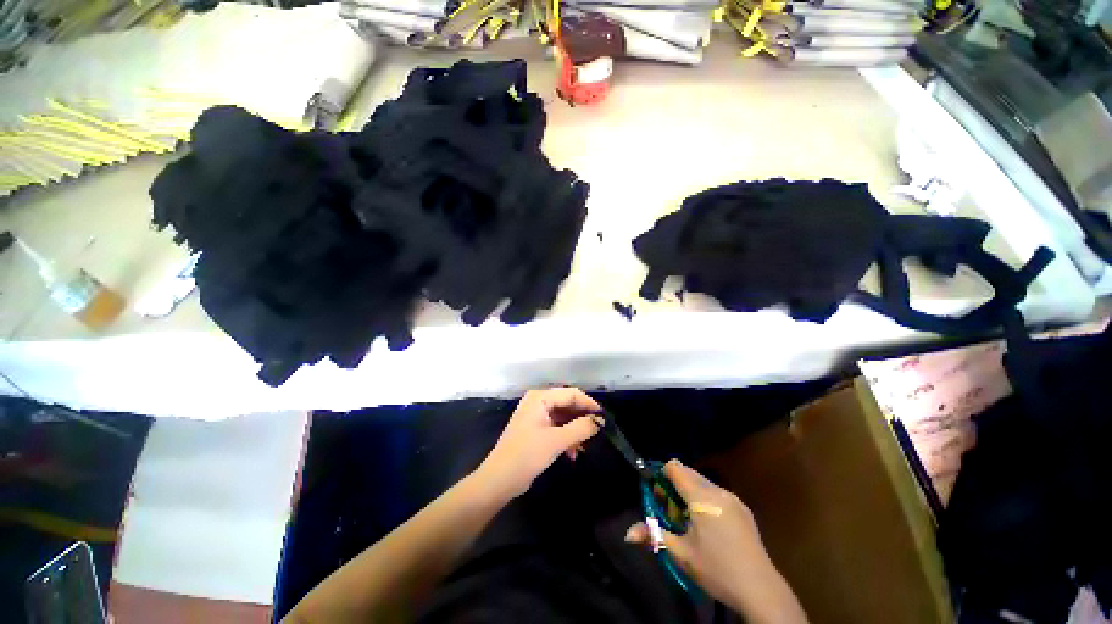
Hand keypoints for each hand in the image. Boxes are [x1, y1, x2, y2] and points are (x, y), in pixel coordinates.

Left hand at [476, 388, 601, 498]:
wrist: (499, 480)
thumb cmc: (527, 455)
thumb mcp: (557, 440)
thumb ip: (581, 428)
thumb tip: (600, 421)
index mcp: (540, 397)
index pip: (571, 394)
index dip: (589, 404)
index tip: (605, 417)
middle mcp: (537, 402)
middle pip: (567, 404)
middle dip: (582, 418)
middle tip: (599, 430)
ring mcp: (535, 416)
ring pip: (562, 417)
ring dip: (575, 430)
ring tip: (587, 444)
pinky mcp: (535, 429)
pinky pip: (556, 427)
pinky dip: (566, 437)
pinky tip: (574, 453)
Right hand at [625, 460, 806, 623]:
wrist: (761, 590)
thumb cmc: (716, 570)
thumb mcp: (681, 554)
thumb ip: (653, 536)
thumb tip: (627, 533)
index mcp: (702, 497)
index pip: (675, 467)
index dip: (662, 475)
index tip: (658, 495)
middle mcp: (718, 491)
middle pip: (688, 472)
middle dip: (674, 484)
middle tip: (669, 510)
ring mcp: (733, 499)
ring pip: (703, 482)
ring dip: (689, 492)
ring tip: (688, 519)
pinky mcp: (743, 509)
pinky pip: (716, 492)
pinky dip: (704, 499)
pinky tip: (708, 525)